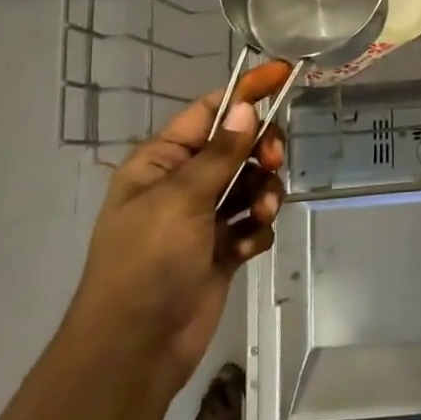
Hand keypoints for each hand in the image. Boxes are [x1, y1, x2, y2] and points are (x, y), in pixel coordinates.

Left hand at [67, 64, 289, 386]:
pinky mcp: (222, 246)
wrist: (137, 344)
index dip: (246, 92)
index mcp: (161, 162)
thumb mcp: (181, 198)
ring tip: (258, 216)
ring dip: (263, 195)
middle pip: (239, 146)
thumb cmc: (147, 261)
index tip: (283, 74)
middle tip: (270, 164)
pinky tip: (245, 248)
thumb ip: (220, 153)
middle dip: (260, 153)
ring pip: (252, 184)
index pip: (210, 112)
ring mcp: (204, 216)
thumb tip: (245, 108)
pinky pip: (253, 221)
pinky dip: (255, 230)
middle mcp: (184, 183)